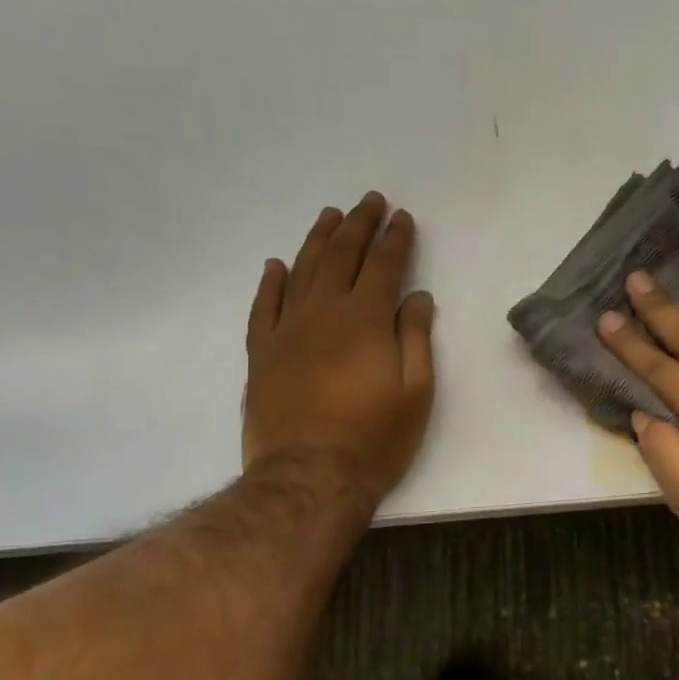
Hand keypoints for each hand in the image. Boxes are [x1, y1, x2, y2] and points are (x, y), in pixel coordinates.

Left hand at [242, 194, 435, 510]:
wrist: (308, 478)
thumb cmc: (375, 438)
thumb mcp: (416, 392)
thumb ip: (415, 338)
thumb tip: (416, 297)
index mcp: (365, 320)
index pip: (384, 266)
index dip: (396, 239)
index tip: (403, 218)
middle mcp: (324, 313)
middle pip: (342, 257)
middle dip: (359, 225)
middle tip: (369, 201)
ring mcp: (286, 331)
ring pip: (301, 272)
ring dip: (317, 240)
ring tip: (330, 216)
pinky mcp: (261, 354)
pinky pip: (263, 307)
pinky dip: (270, 282)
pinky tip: (276, 265)